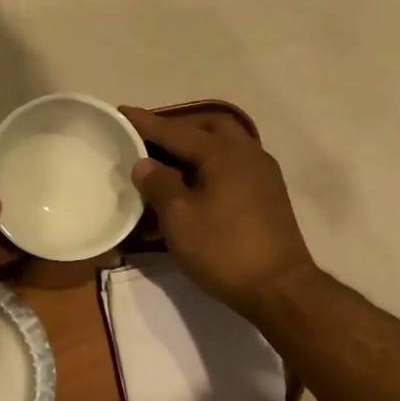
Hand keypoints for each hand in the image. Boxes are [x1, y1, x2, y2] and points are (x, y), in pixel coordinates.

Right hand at [121, 107, 319, 320]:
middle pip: (209, 128)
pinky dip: (208, 170)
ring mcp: (262, 175)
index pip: (176, 131)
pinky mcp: (267, 197)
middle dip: (177, 130)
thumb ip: (159, 185)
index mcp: (224, 153)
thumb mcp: (179, 218)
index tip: (121, 112)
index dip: (145, 123)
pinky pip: (232, 169)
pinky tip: (191, 190)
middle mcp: (247, 154)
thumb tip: (145, 164)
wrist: (279, 288)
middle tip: (150, 141)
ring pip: (223, 148)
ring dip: (195, 150)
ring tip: (167, 166)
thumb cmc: (223, 249)